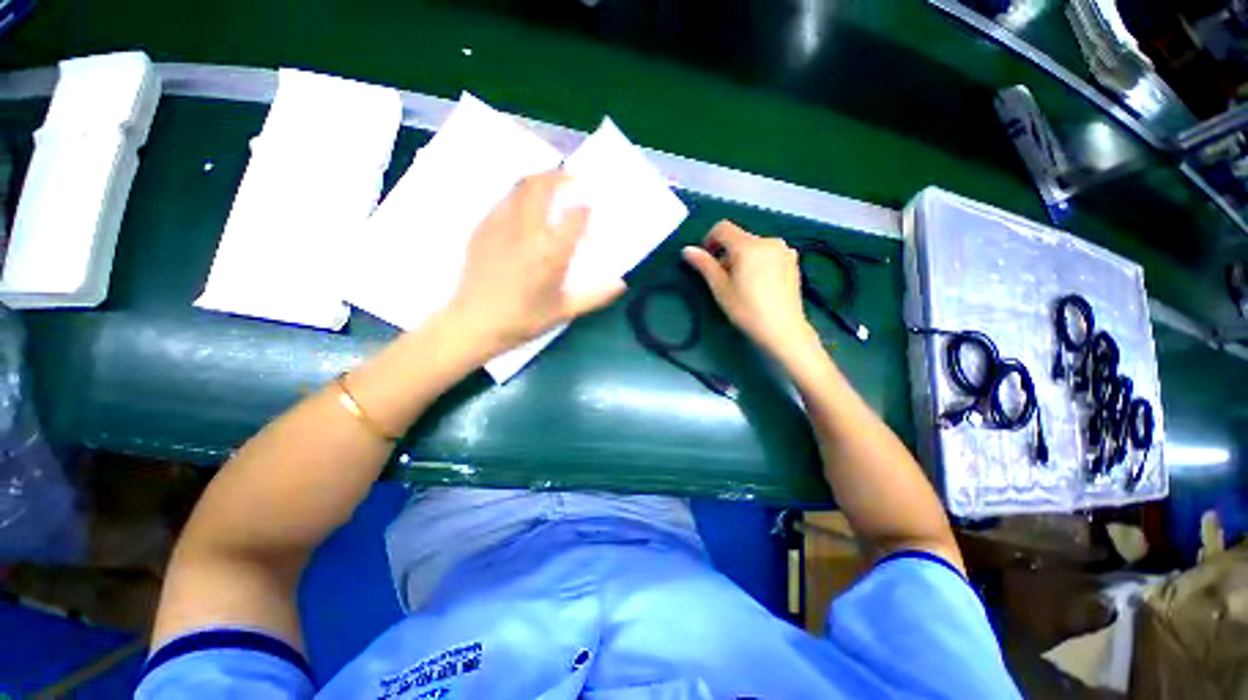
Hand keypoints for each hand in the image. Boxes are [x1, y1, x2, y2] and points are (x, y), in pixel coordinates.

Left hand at [449, 171, 625, 350]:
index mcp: (550, 254)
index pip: (574, 217)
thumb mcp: (564, 311)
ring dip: (538, 181)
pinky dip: (519, 197)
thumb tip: (621, 284)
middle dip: (559, 177)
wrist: (474, 323)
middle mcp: (526, 232)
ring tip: (549, 189)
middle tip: (571, 180)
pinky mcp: (482, 228)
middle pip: (541, 186)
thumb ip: (595, 296)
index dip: (585, 209)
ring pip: (519, 188)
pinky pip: (504, 201)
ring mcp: (500, 226)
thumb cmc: (523, 320)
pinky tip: (524, 212)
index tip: (589, 210)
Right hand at [683, 221, 817, 356]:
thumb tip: (687, 249)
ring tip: (741, 284)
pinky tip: (758, 285)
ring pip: (754, 247)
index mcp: (748, 245)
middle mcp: (768, 241)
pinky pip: (768, 254)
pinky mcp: (793, 262)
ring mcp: (784, 251)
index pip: (722, 228)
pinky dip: (758, 262)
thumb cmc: (747, 309)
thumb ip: (704, 265)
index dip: (709, 240)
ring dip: (742, 258)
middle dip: (726, 253)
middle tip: (722, 279)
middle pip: (739, 239)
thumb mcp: (720, 288)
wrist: (783, 329)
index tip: (706, 260)